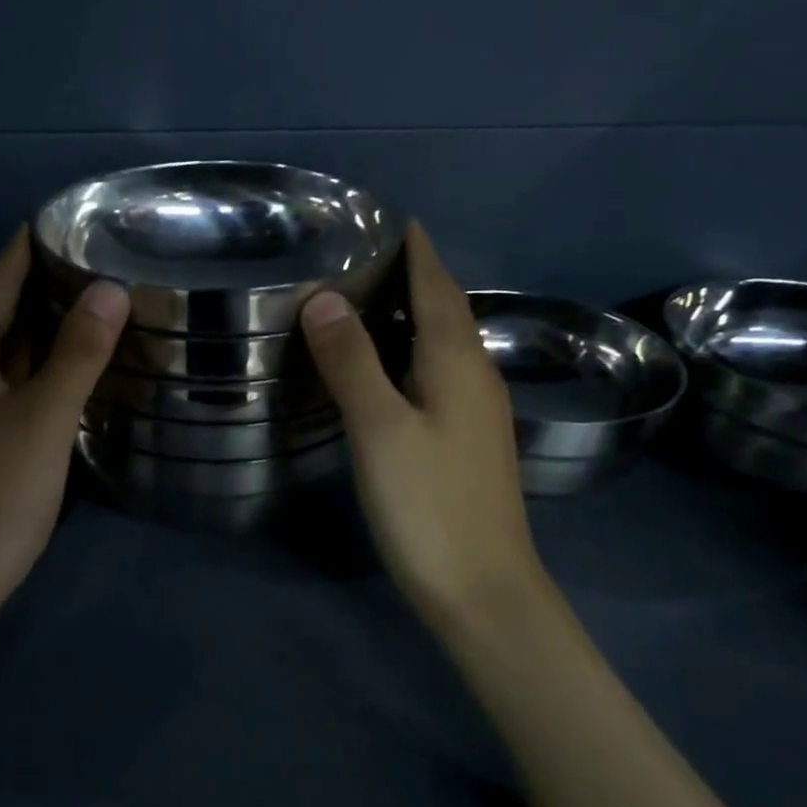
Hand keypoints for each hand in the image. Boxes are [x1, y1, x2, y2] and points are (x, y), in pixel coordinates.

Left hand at [0, 228, 128, 621]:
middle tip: (84, 258)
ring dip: (28, 321)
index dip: (26, 246)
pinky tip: (54, 366)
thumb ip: (77, 353)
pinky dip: (24, 360)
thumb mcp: (43, 419)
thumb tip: (109, 288)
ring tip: (78, 300)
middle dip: (29, 278)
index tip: (67, 220)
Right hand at [300, 221, 545, 628]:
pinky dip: (412, 350)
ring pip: (444, 341)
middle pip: (445, 308)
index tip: (388, 216)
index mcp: (458, 361)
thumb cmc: (429, 505)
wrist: (483, 589)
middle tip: (363, 251)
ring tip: (367, 295)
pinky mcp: (466, 439)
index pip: (436, 285)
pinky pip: (439, 371)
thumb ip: (352, 361)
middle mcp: (475, 375)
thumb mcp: (380, 428)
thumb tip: (324, 297)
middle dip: (413, 273)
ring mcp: (476, 410)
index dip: (415, 248)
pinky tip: (387, 363)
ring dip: (413, 311)